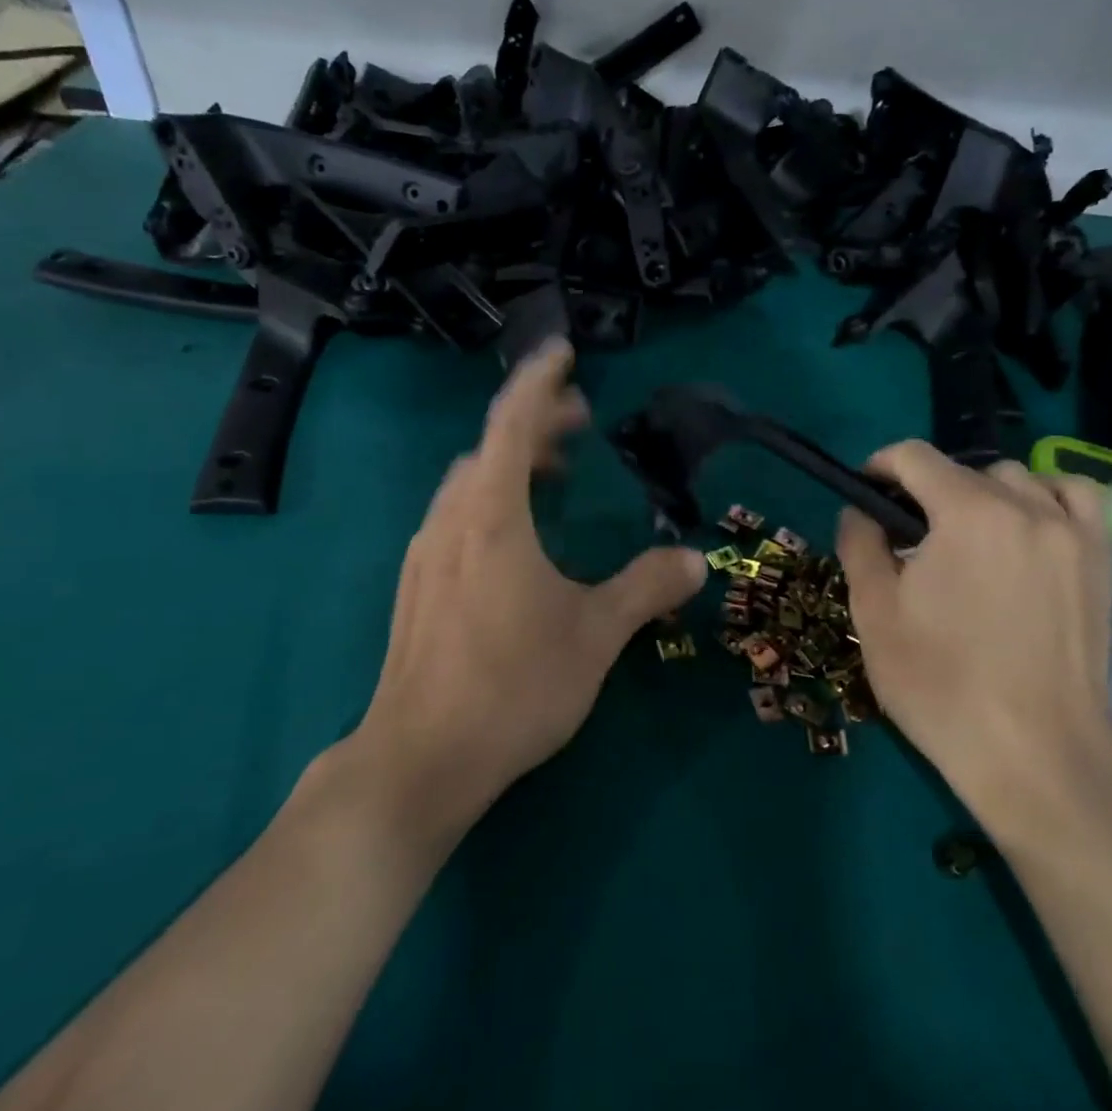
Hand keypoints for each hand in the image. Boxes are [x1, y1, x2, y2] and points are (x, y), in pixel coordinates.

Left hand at [351, 339, 706, 833]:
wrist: (422, 757)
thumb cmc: (513, 686)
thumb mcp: (595, 634)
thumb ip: (646, 589)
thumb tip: (694, 560)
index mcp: (492, 516)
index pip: (511, 423)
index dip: (539, 382)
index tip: (563, 353)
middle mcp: (450, 521)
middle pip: (489, 447)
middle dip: (535, 424)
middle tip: (581, 422)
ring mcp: (426, 554)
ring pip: (468, 483)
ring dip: (511, 463)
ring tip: (556, 475)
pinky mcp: (417, 587)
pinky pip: (456, 516)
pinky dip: (490, 500)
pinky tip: (516, 538)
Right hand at [837, 446, 1111, 848]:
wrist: (1035, 755)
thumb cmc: (941, 684)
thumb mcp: (874, 613)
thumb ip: (860, 544)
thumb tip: (861, 511)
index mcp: (967, 512)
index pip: (914, 456)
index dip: (879, 467)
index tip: (865, 495)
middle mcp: (1026, 506)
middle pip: (964, 470)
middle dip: (926, 491)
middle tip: (908, 539)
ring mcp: (1073, 532)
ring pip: (1018, 479)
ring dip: (982, 494)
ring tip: (967, 538)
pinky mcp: (1100, 560)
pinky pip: (1075, 499)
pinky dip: (1044, 499)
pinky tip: (1027, 529)